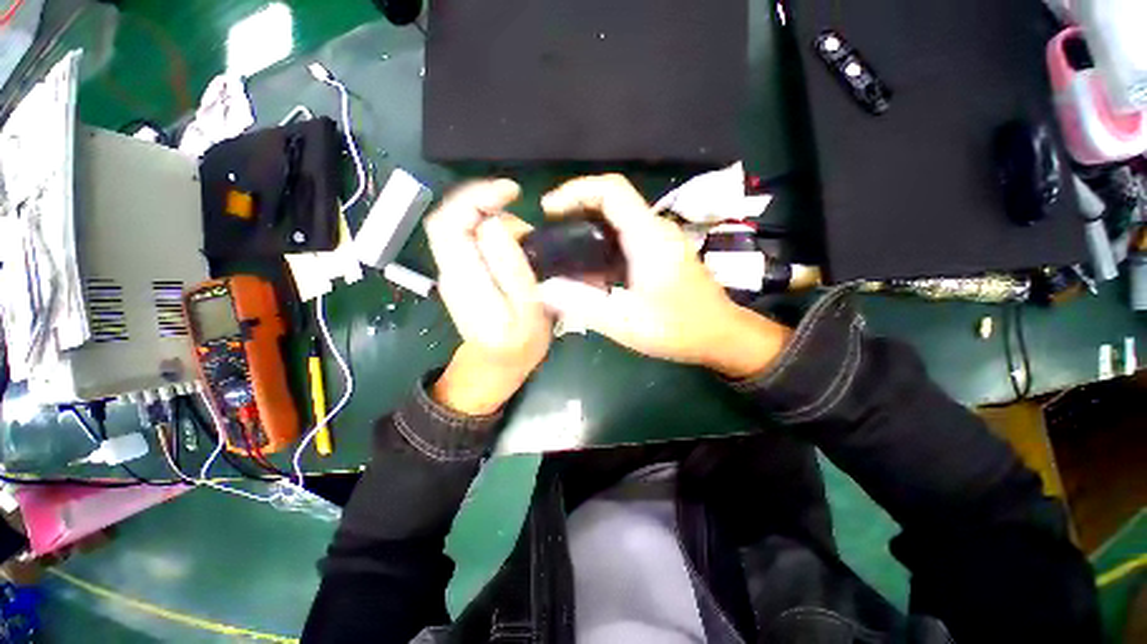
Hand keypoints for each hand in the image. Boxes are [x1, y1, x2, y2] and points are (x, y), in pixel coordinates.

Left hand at [424, 180, 550, 415]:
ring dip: (493, 219)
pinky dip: (493, 232)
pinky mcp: (462, 274)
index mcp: (464, 279)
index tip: (511, 191)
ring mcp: (453, 272)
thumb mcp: (526, 309)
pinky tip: (516, 245)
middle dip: (485, 203)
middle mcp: (450, 270)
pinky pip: (471, 240)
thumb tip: (494, 224)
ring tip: (527, 238)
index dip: (475, 197)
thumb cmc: (519, 344)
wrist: (496, 366)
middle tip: (521, 211)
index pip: (449, 222)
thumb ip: (511, 268)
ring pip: (462, 227)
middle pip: (451, 218)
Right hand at [541, 174, 790, 378]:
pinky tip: (589, 271)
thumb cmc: (679, 329)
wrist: (722, 335)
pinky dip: (602, 246)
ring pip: (617, 220)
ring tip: (562, 253)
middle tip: (550, 234)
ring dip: (588, 229)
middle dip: (576, 210)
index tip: (549, 210)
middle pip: (611, 201)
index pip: (611, 190)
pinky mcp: (660, 253)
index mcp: (648, 237)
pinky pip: (625, 237)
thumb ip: (583, 304)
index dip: (576, 191)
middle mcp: (655, 230)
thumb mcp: (626, 322)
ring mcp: (660, 240)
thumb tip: (544, 289)